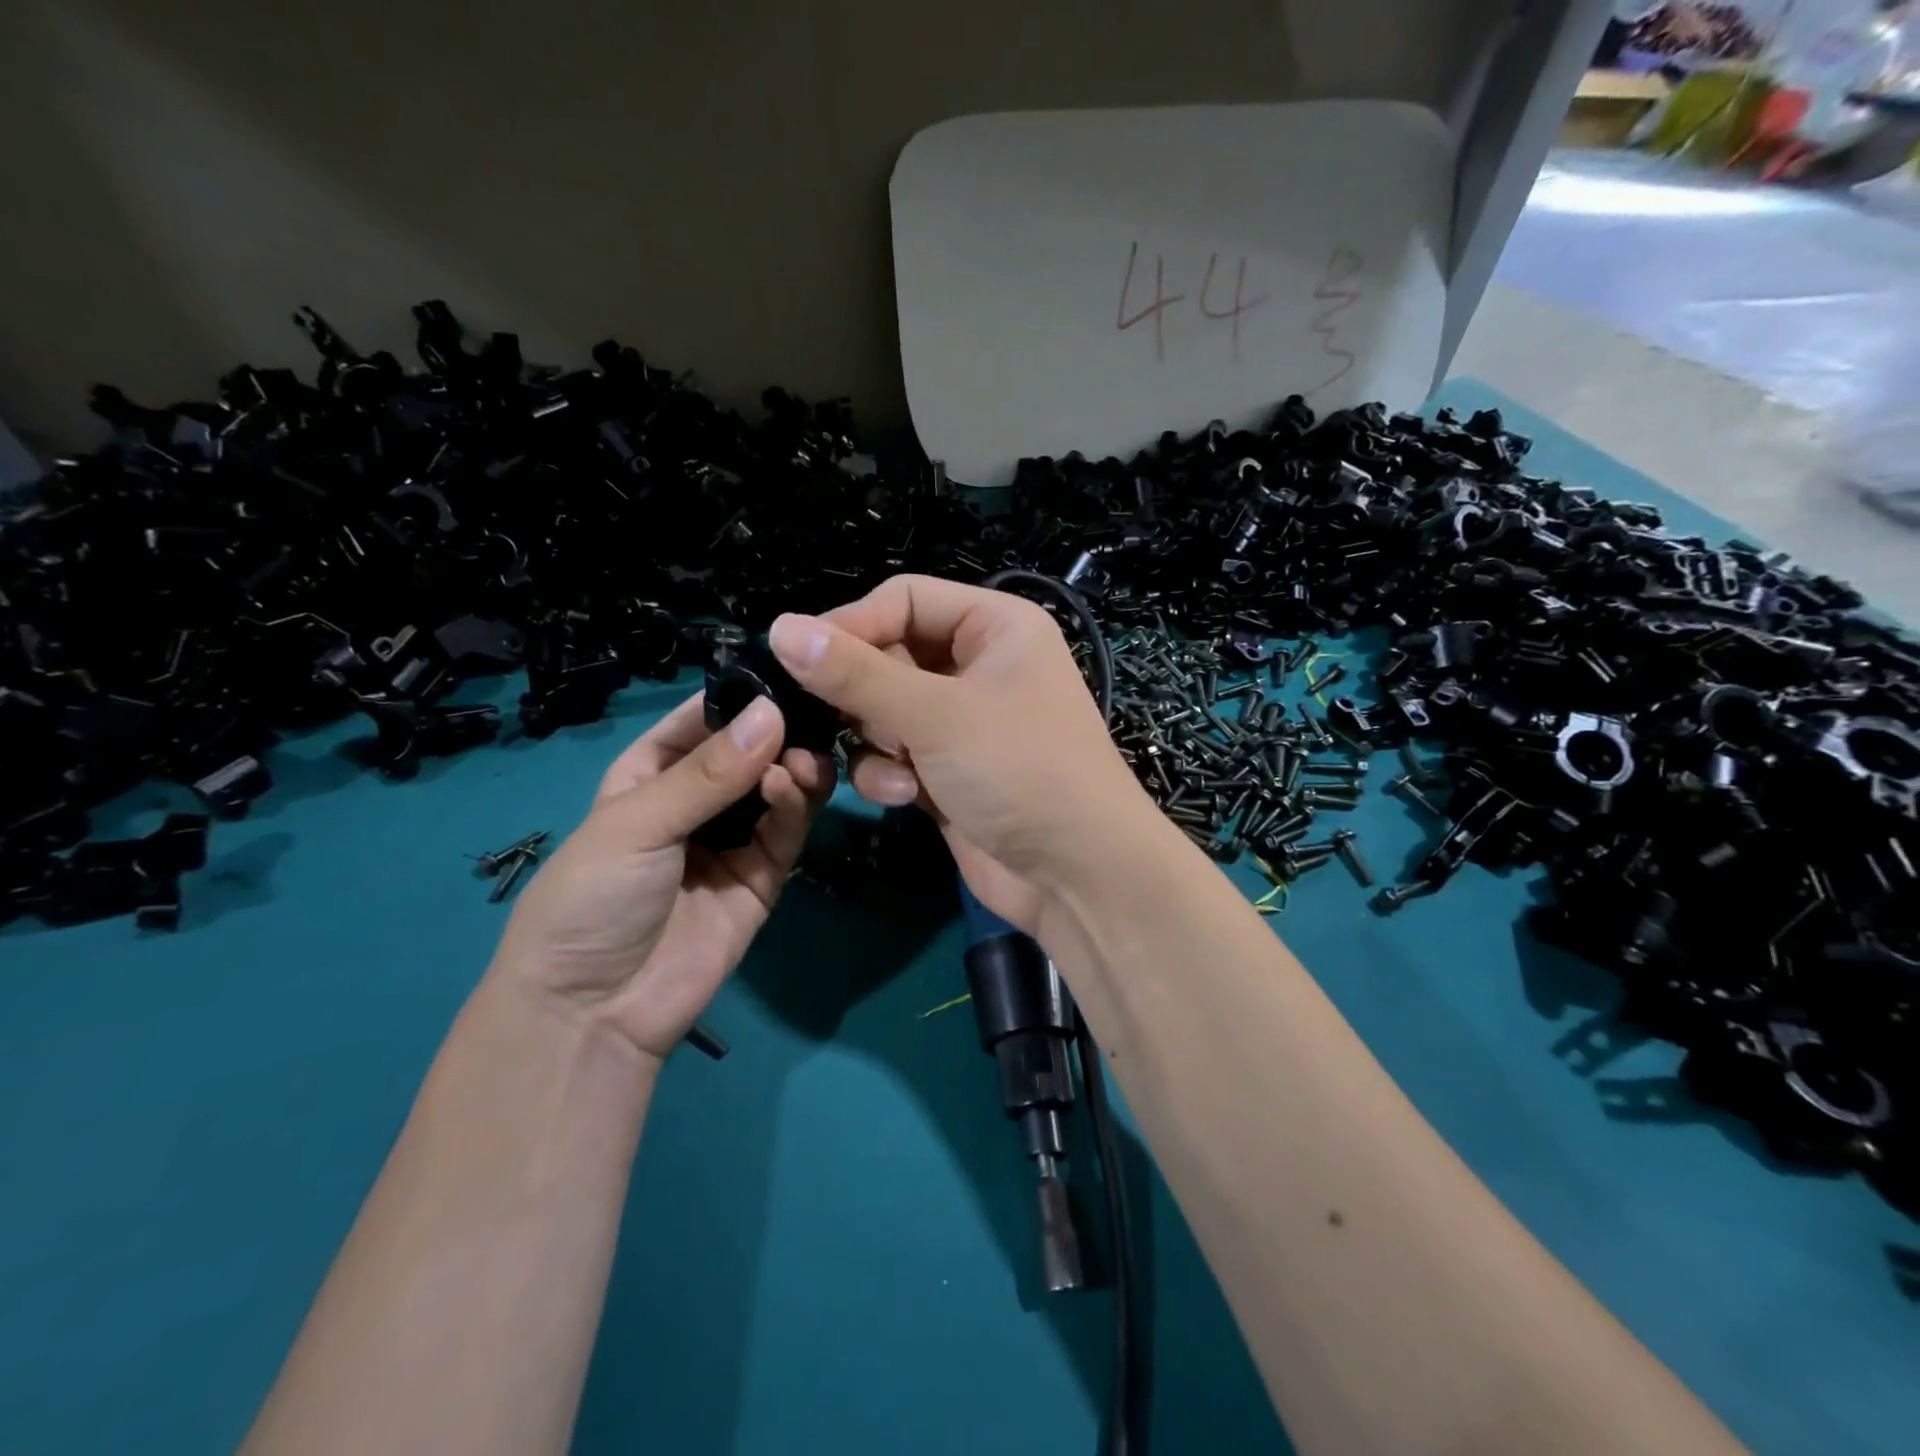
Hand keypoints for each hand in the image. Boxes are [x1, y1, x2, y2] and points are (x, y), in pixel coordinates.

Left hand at [492, 692, 833, 1062]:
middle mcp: (697, 801)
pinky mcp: (763, 876)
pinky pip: (786, 830)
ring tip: (801, 758)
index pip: (702, 720)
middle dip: (778, 732)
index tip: (788, 670)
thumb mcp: (637, 823)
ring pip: (776, 787)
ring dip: (791, 766)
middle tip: (811, 716)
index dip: (740, 696)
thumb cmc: (591, 899)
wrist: (595, 1011)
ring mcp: (733, 839)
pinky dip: (794, 805)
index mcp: (651, 774)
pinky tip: (787, 788)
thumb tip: (773, 712)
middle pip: (749, 751)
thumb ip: (708, 773)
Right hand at [767, 575, 1155, 932]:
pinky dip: (891, 773)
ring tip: (898, 766)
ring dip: (878, 740)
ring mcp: (964, 722)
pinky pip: (896, 754)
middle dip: (865, 694)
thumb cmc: (1019, 770)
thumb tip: (779, 627)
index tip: (797, 656)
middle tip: (842, 720)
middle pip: (890, 656)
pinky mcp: (949, 771)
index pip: (904, 598)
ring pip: (885, 710)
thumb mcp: (936, 714)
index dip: (852, 624)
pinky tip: (908, 797)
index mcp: (995, 626)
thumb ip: (855, 673)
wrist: (1077, 874)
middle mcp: (980, 666)